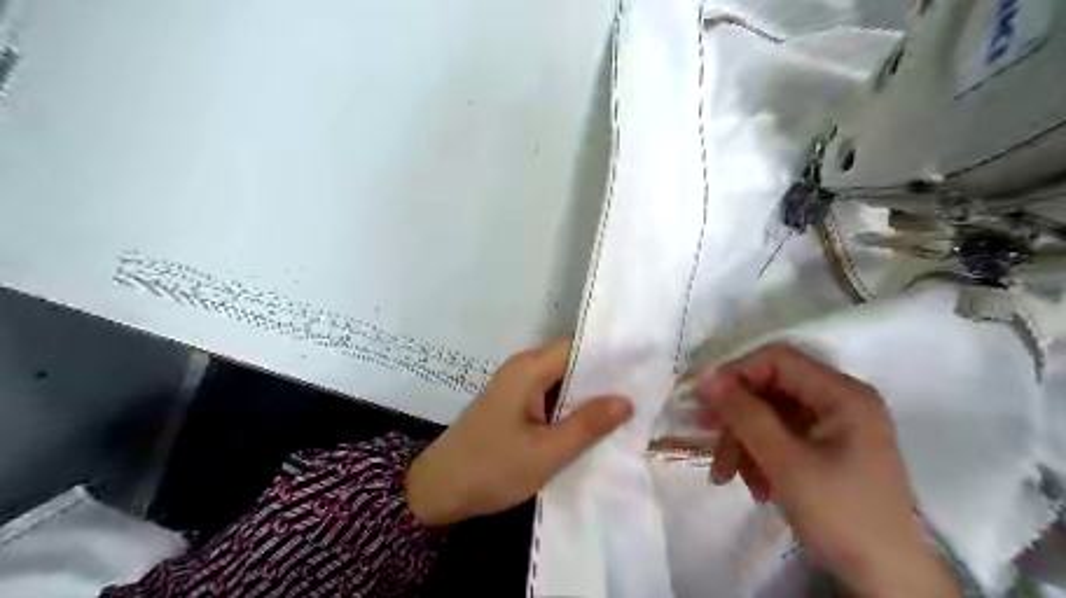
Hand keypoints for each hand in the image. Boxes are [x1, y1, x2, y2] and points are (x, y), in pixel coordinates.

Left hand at [404, 341, 625, 527]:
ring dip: (588, 396)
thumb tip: (626, 399)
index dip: (611, 355)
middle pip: (571, 363)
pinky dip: (570, 408)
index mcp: (529, 368)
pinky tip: (593, 425)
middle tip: (642, 392)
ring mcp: (516, 388)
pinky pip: (549, 398)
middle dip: (604, 378)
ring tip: (627, 409)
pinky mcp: (513, 406)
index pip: (578, 347)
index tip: (643, 367)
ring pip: (562, 382)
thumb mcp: (547, 451)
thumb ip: (588, 424)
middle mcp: (522, 369)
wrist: (437, 491)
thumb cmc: (492, 467)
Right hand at [702, 344, 967, 594]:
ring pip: (769, 415)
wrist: (888, 580)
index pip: (777, 359)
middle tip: (709, 443)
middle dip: (737, 418)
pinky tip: (756, 487)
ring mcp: (833, 425)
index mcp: (842, 394)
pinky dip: (760, 456)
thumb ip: (744, 414)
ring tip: (729, 478)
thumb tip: (706, 378)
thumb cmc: (842, 515)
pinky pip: (780, 437)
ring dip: (744, 443)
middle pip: (770, 390)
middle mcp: (839, 400)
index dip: (736, 373)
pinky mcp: (826, 448)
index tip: (704, 400)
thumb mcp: (785, 462)